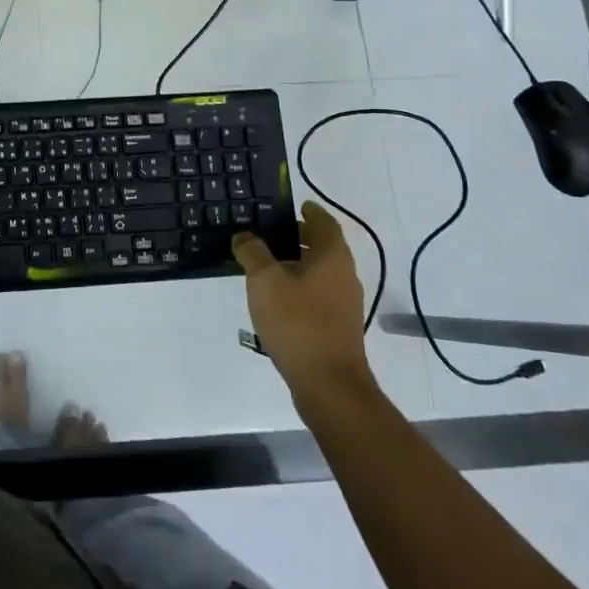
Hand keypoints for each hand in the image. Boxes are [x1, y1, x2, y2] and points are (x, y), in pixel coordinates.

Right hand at [233, 201, 376, 409]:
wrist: (329, 384)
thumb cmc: (297, 322)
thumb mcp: (264, 281)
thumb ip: (252, 252)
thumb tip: (245, 236)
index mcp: (332, 256)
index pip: (324, 222)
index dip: (310, 211)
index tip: (293, 204)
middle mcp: (344, 275)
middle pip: (323, 246)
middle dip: (298, 236)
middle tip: (268, 232)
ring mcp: (343, 303)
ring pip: (320, 271)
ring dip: (297, 263)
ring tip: (265, 264)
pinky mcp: (337, 326)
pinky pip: (317, 293)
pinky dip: (299, 285)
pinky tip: (275, 297)